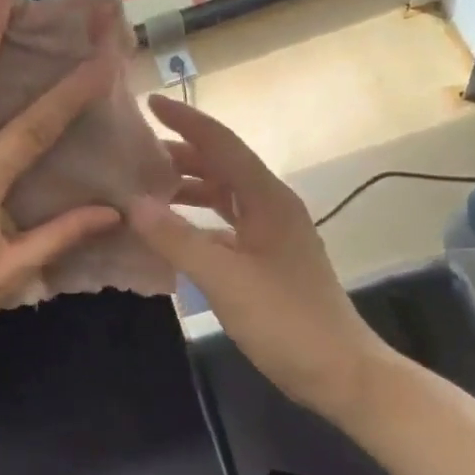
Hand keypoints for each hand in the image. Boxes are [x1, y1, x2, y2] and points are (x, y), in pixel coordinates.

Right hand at [126, 96, 382, 428]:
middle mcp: (272, 207)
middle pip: (223, 165)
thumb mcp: (225, 279)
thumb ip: (177, 239)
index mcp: (268, 199)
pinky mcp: (269, 259)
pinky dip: (199, 219)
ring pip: (225, 195)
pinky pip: (227, 224)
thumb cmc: (285, 320)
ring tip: (147, 186)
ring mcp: (272, 234)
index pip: (222, 144)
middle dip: (182, 152)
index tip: (149, 102)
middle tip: (136, 151)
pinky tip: (174, 230)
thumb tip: (133, 203)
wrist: (340, 372)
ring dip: (189, 186)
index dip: (186, 121)